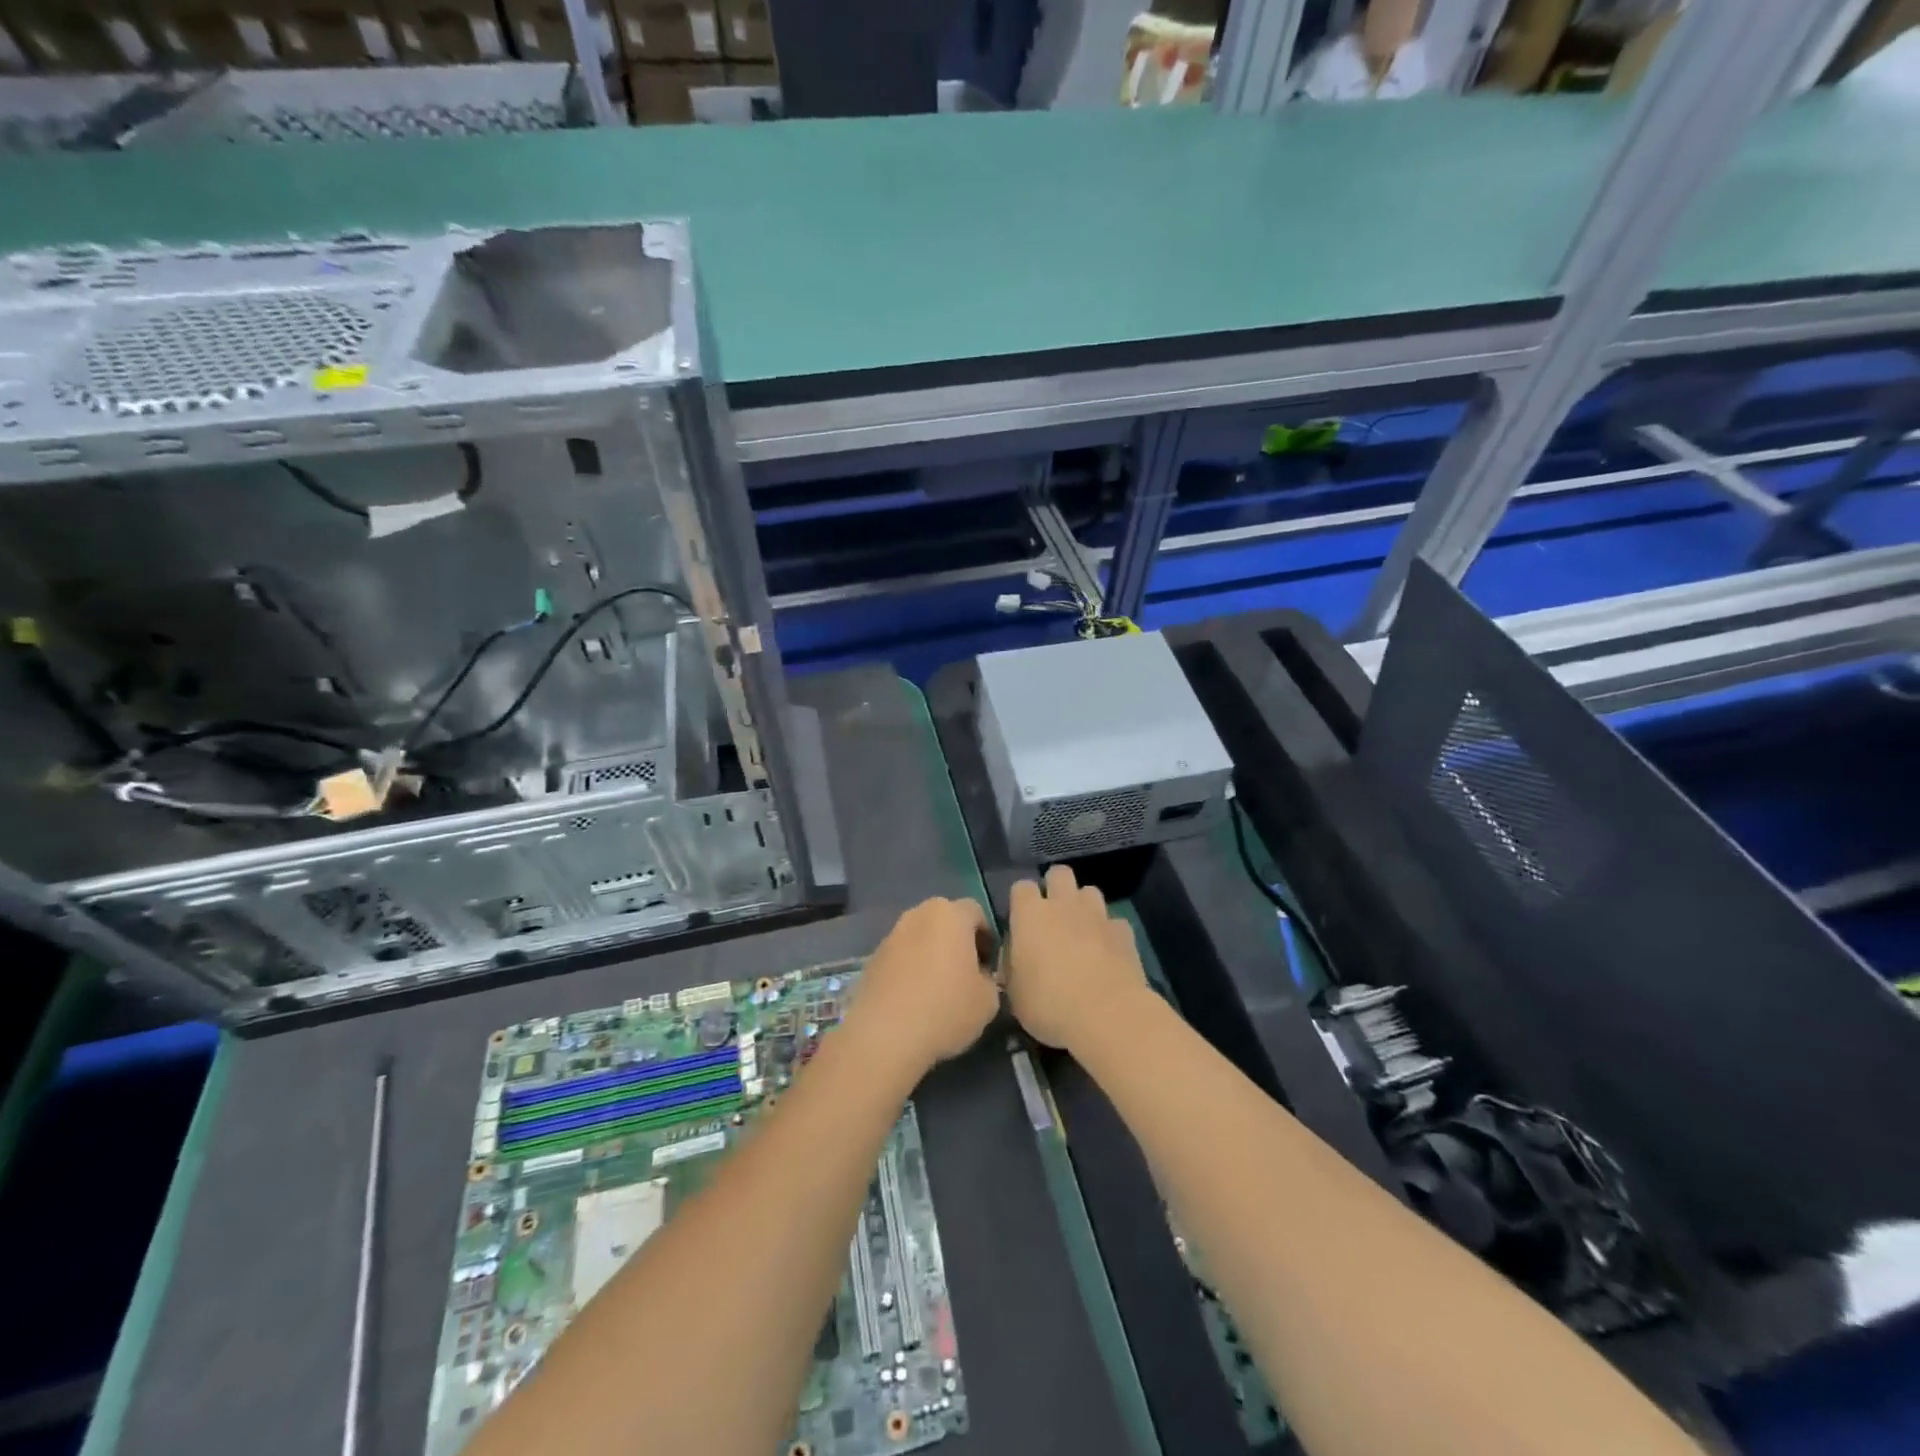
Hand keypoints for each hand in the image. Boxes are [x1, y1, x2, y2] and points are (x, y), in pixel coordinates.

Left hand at [848, 898, 999, 1079]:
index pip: (976, 911)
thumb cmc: (945, 1009)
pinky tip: (914, 1001)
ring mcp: (891, 936)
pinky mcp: (872, 959)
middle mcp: (918, 915)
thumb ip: (988, 978)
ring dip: (931, 955)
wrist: (885, 1035)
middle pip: (945, 921)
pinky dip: (910, 970)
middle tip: (966, 975)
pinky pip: (900, 957)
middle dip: (957, 942)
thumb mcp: (988, 1000)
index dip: (987, 936)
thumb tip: (978, 977)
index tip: (989, 965)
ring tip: (937, 991)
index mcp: (950, 915)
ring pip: (920, 938)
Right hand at [1006, 866, 1148, 1053]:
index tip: (1021, 921)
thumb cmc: (1048, 1004)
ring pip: (1089, 891)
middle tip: (1053, 917)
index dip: (1021, 901)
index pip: (1021, 887)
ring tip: (1082, 931)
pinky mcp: (1124, 931)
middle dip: (1056, 888)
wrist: (1105, 1015)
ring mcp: (1097, 914)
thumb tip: (1016, 958)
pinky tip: (1107, 952)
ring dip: (1084, 906)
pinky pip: (1114, 922)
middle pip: (1059, 874)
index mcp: (1030, 914)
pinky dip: (1109, 932)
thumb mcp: (1014, 992)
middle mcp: (1063, 904)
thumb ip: (1013, 965)